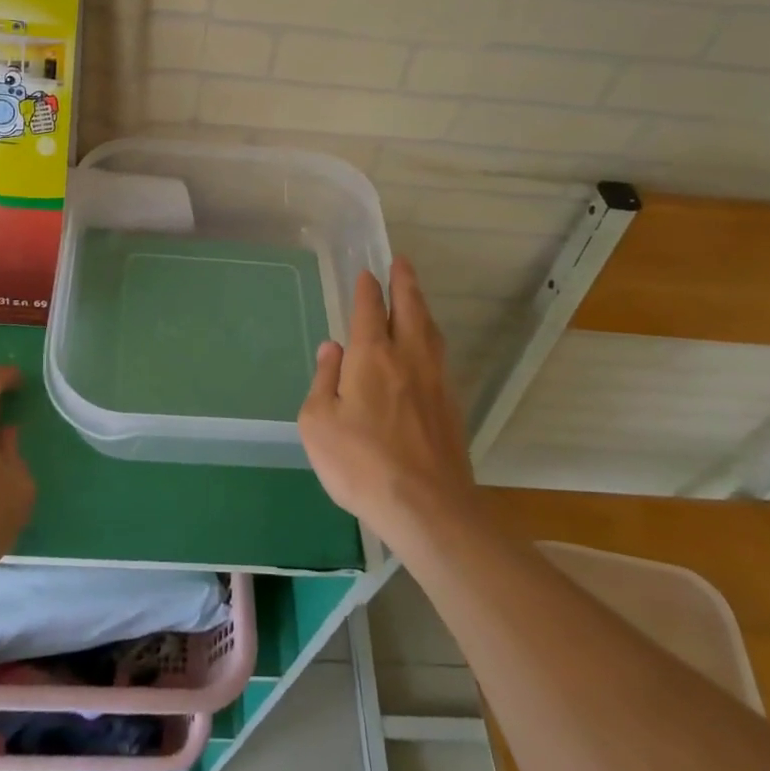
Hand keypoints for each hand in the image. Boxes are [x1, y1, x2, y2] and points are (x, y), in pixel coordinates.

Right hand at [298, 258, 475, 549]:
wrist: (427, 507)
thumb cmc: (361, 462)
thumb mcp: (318, 422)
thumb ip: (323, 380)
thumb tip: (331, 348)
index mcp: (372, 356)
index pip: (370, 310)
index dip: (368, 289)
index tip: (367, 272)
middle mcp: (408, 358)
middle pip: (410, 309)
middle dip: (404, 283)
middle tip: (402, 263)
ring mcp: (435, 382)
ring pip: (430, 331)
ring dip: (422, 307)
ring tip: (416, 298)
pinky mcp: (451, 407)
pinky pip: (440, 357)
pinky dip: (431, 339)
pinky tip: (428, 349)